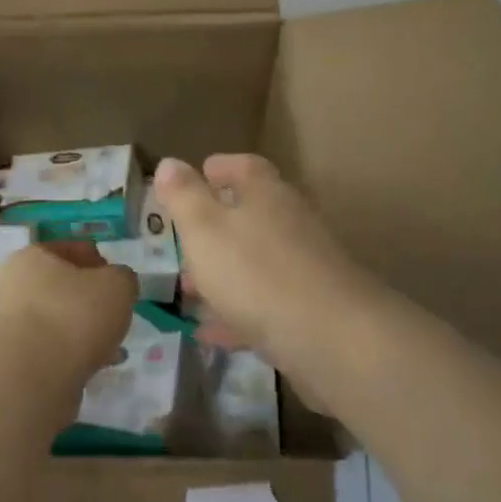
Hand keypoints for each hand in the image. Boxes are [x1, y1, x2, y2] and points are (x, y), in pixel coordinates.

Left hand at [0, 242, 135, 387]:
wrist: (33, 380)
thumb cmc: (75, 317)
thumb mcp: (118, 285)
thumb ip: (123, 278)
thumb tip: (117, 284)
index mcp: (32, 257)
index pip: (72, 249)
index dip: (100, 262)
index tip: (118, 282)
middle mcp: (14, 285)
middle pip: (63, 286)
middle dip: (91, 299)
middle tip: (115, 312)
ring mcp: (10, 324)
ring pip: (58, 318)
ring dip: (83, 328)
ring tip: (112, 344)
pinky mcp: (14, 358)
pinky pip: (52, 347)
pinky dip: (73, 352)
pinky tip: (97, 364)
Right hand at [152, 154, 382, 366]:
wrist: (332, 339)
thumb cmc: (257, 273)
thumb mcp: (205, 230)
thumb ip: (184, 196)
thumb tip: (168, 162)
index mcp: (266, 194)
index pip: (244, 167)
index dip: (221, 168)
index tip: (200, 173)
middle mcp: (290, 223)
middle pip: (251, 215)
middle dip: (215, 226)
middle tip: (183, 240)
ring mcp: (305, 267)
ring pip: (256, 262)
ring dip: (223, 272)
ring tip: (188, 289)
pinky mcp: (311, 309)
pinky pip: (265, 304)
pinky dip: (237, 313)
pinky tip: (210, 332)